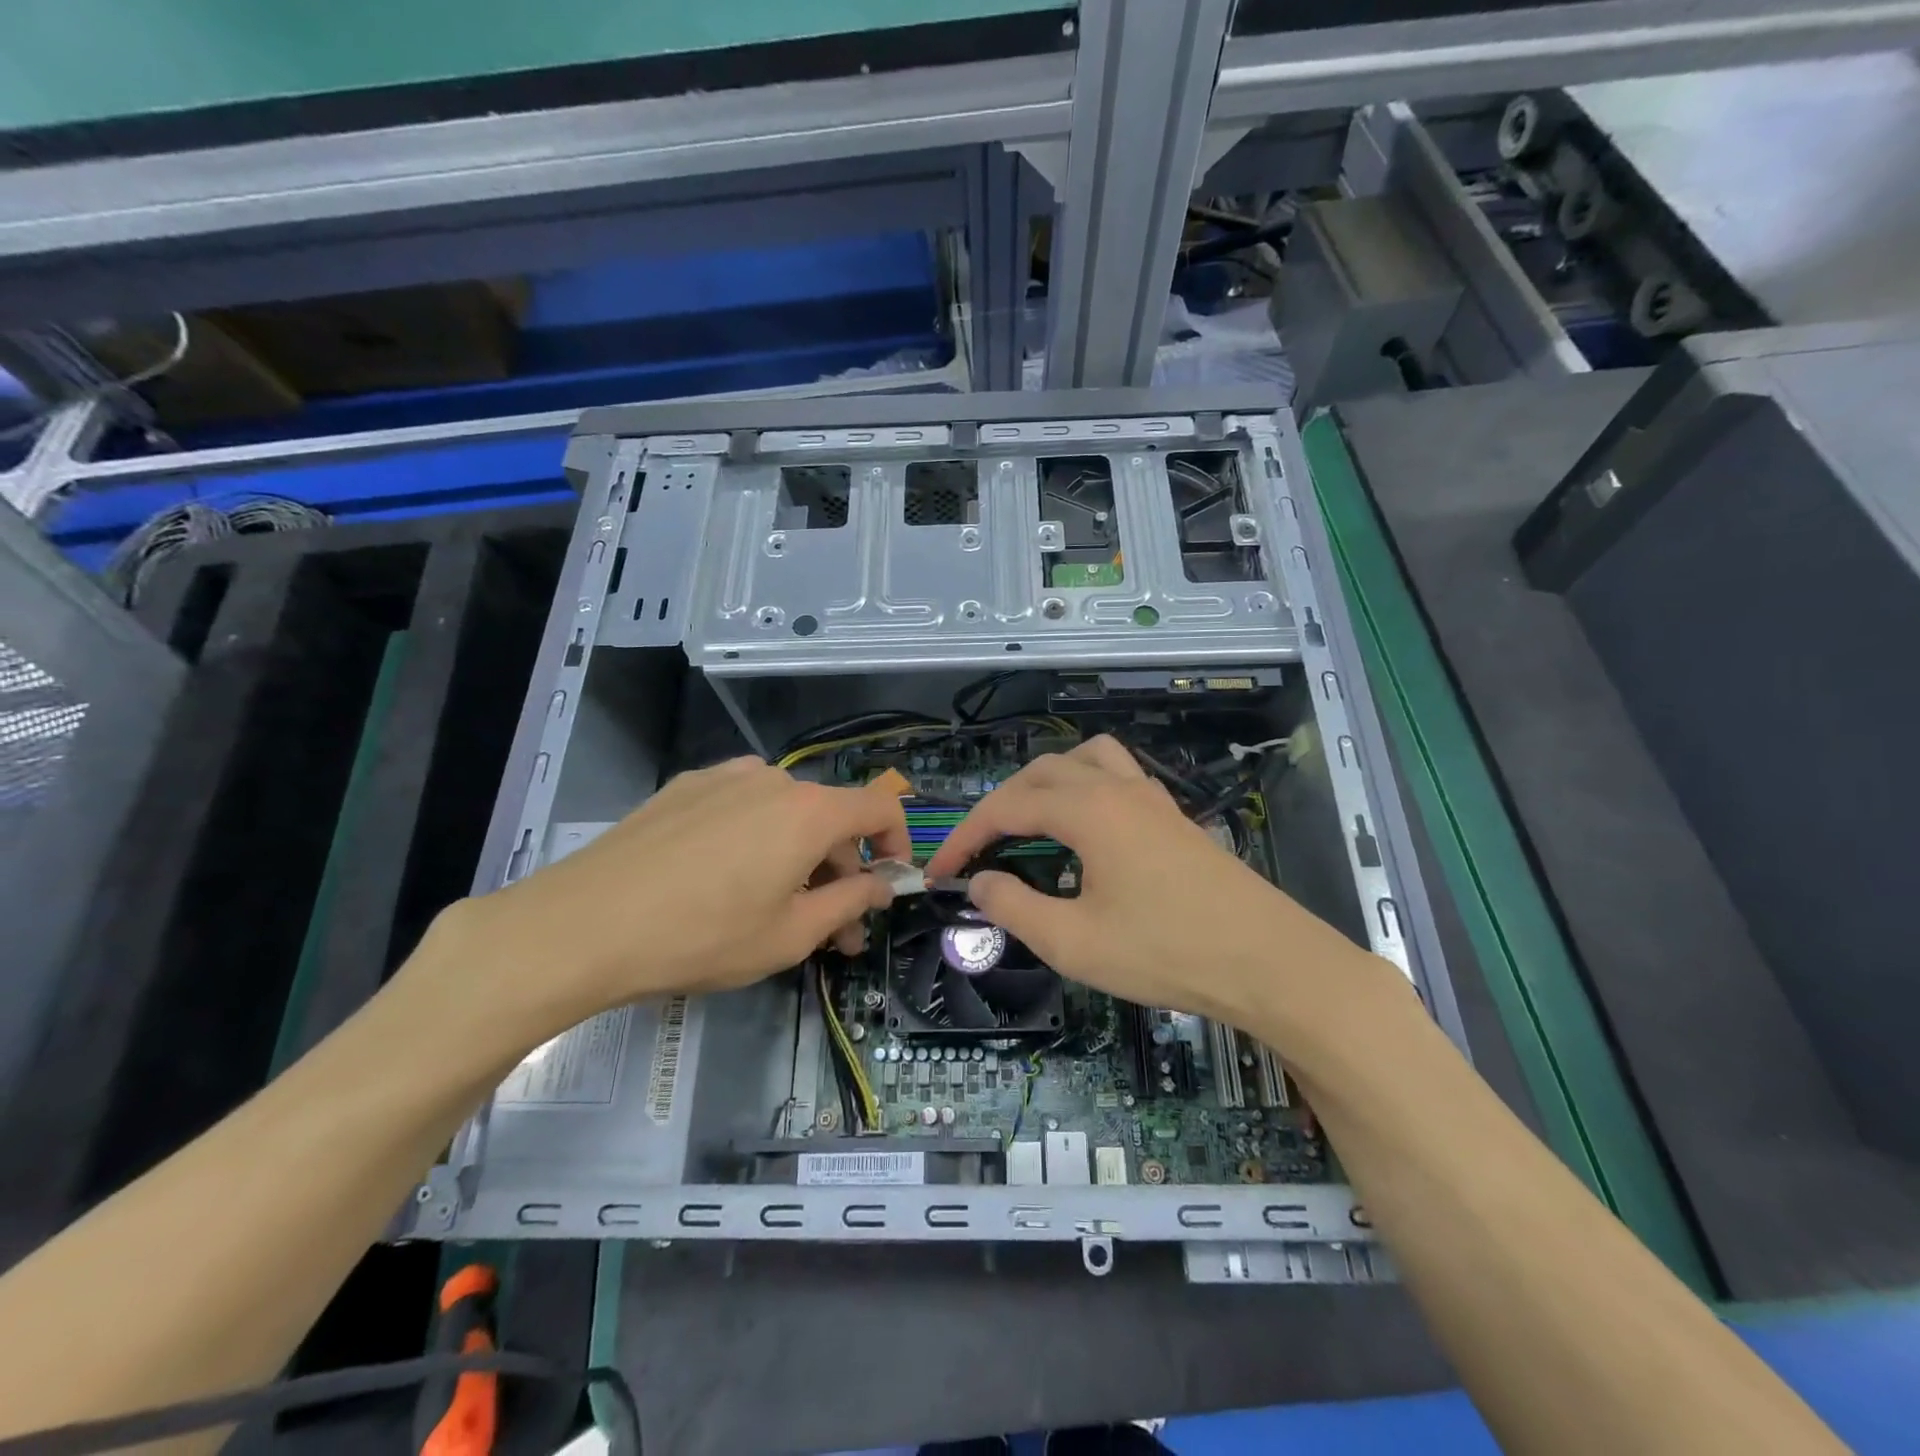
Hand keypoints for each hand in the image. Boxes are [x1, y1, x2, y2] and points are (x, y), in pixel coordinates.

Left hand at [442, 757, 910, 1039]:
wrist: (583, 924)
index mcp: (809, 811)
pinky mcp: (684, 787)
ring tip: (776, 907)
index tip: (888, 884)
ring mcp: (723, 777)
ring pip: (784, 813)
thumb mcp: (791, 935)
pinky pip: (741, 807)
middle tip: (830, 929)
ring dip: (797, 855)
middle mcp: (773, 779)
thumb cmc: (702, 936)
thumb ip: (850, 903)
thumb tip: (882, 884)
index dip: (898, 843)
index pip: (880, 807)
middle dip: (841, 870)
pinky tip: (723, 879)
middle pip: (829, 817)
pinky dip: (755, 838)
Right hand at [923, 736, 1362, 1029]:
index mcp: (1089, 810)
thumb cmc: (1165, 952)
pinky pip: (1117, 776)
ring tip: (1028, 819)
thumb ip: (1015, 908)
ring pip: (1085, 760)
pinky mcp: (1174, 816)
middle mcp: (1118, 788)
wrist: (1268, 961)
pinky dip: (1085, 786)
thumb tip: (979, 884)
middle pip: (1041, 773)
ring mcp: (1152, 798)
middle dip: (999, 805)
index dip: (965, 836)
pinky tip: (1087, 827)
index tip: (938, 872)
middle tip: (976, 849)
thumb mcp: (1074, 942)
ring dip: (1046, 781)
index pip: (1007, 807)